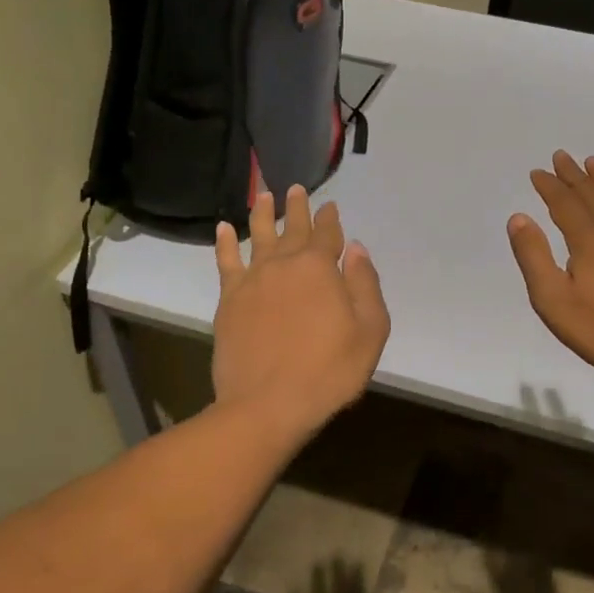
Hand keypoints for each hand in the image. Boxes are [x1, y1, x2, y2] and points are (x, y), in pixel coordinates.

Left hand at [213, 184, 390, 439]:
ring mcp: (253, 281)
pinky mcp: (229, 300)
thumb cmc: (329, 370)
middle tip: (296, 189)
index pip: (328, 234)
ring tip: (263, 196)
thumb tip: (356, 249)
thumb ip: (365, 285)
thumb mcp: (370, 330)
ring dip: (262, 214)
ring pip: (258, 236)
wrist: (267, 403)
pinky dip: (224, 243)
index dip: (330, 219)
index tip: (330, 206)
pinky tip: (223, 229)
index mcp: (320, 269)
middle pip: (292, 229)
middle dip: (297, 208)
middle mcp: (284, 265)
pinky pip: (226, 262)